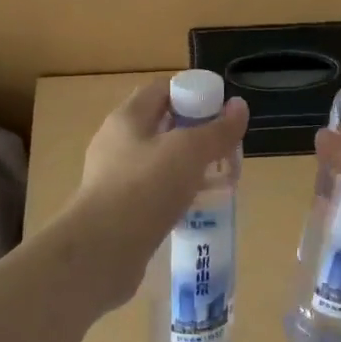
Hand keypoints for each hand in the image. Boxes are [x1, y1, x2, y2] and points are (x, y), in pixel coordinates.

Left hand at [61, 80, 247, 310]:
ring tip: (216, 179)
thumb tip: (239, 107)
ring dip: (186, 166)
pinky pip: (152, 191)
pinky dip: (174, 194)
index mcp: (127, 117)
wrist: (100, 252)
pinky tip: (193, 208)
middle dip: (195, 133)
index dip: (193, 93)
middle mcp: (116, 142)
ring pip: (158, 161)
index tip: (221, 112)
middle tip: (224, 148)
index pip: (162, 90)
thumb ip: (217, 130)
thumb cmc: (145, 188)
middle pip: (162, 125)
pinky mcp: (117, 210)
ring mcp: (113, 177)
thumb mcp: (189, 152)